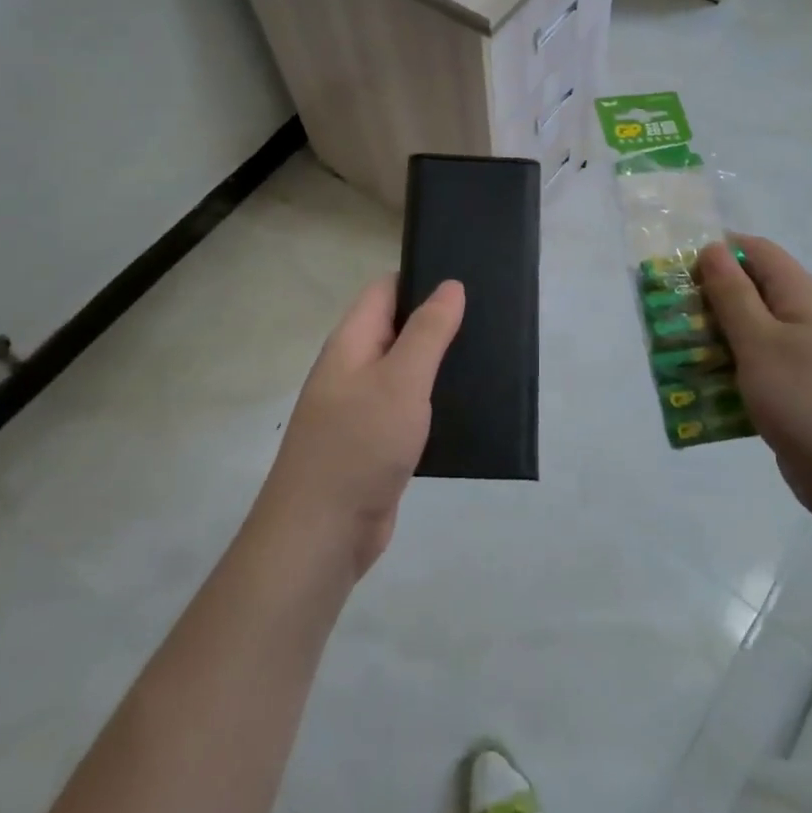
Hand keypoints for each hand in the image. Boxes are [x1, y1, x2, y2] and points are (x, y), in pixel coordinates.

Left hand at [257, 276, 464, 576]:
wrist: (322, 533)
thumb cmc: (359, 445)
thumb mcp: (400, 380)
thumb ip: (428, 332)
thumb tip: (450, 286)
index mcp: (351, 343)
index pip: (385, 290)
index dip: (422, 278)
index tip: (467, 278)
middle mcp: (354, 369)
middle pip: (398, 329)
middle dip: (438, 322)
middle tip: (490, 317)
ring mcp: (363, 408)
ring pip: (407, 371)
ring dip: (440, 364)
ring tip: (490, 355)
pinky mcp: (377, 443)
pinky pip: (409, 409)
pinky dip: (435, 402)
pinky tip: (470, 405)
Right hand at [697, 236, 811, 534]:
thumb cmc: (810, 400)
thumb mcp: (761, 342)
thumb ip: (733, 295)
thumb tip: (713, 248)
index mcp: (802, 296)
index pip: (757, 252)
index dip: (718, 252)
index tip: (678, 272)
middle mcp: (806, 321)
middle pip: (751, 293)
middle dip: (708, 301)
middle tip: (669, 319)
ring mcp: (805, 361)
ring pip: (751, 336)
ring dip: (714, 341)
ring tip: (674, 356)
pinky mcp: (799, 396)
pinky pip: (758, 372)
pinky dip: (730, 375)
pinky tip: (702, 392)